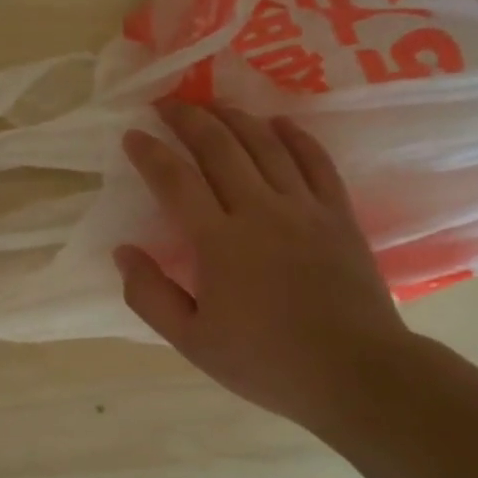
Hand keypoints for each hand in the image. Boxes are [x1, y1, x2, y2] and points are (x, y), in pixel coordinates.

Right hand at [116, 103, 416, 427]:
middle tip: (167, 104)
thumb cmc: (266, 362)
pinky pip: (315, 160)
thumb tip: (123, 251)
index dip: (149, 152)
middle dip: (188, 118)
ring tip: (212, 105)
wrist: (355, 373)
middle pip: (219, 146)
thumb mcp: (192, 342)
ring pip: (265, 143)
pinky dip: (295, 135)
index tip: (132, 135)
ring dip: (234, 117)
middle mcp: (259, 210)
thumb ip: (150, 295)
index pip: (174, 180)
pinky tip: (278, 122)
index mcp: (218, 242)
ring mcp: (303, 207)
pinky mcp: (338, 213)